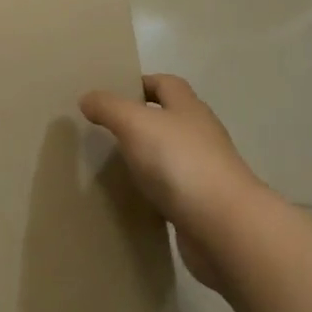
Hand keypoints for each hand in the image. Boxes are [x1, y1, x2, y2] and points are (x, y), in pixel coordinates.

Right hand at [79, 74, 262, 289]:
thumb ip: (109, 107)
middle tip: (107, 131)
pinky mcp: (204, 207)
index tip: (113, 94)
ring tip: (115, 165)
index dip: (141, 83)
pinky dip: (156, 192)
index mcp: (188, 108)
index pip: (165, 83)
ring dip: (149, 159)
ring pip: (172, 156)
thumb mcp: (134, 123)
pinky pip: (174, 192)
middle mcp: (201, 134)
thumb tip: (88, 98)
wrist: (224, 228)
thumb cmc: (179, 162)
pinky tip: (135, 200)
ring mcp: (206, 172)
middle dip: (142, 121)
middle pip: (170, 118)